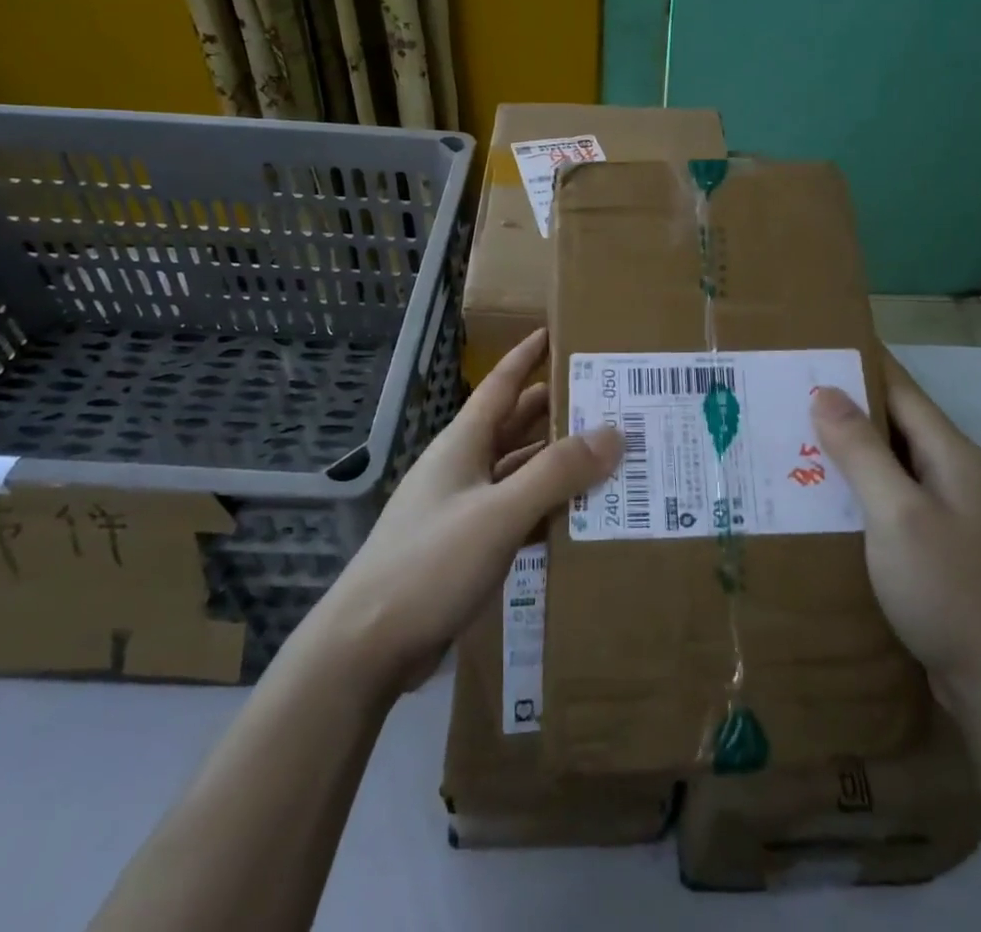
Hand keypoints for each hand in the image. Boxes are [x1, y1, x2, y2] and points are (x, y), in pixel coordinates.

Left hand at [313, 327, 622, 693]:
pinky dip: (546, 509)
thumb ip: (556, 473)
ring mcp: (464, 509)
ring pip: (519, 472)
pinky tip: (580, 516)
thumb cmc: (430, 563)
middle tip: (608, 401)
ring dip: (557, 464)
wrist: (367, 647)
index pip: (501, 385)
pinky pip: (517, 514)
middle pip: (515, 426)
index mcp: (463, 444)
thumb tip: (613, 433)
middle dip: (556, 411)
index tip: (558, 334)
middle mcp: (464, 467)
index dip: (527, 356)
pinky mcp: (467, 547)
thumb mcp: (499, 513)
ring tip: (607, 457)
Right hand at [811, 349, 980, 717]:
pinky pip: (893, 499)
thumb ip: (861, 449)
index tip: (809, 345)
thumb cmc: (949, 590)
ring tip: (790, 439)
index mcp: (953, 454)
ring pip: (891, 463)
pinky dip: (858, 488)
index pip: (899, 387)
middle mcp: (956, 473)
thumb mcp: (897, 513)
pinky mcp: (940, 546)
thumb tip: (825, 390)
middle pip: (894, 423)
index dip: (857, 362)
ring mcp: (952, 512)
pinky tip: (822, 498)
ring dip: (847, 450)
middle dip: (842, 406)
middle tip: (783, 395)